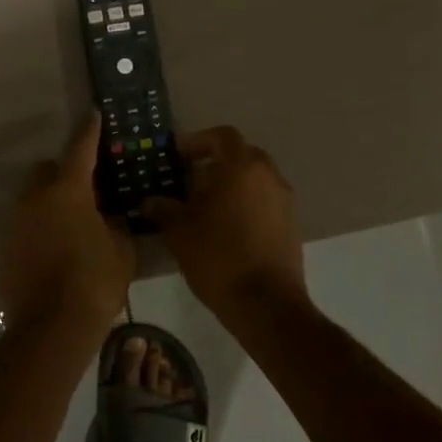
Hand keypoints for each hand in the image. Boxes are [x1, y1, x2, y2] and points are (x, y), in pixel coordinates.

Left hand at [0, 115, 134, 330]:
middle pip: (48, 171)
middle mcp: (36, 199)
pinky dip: (42, 225)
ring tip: (75, 221)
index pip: (80, 149)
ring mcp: (17, 223)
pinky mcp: (8, 247)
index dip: (89, 131)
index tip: (93, 114)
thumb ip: (116, 224)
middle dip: (66, 173)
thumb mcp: (121, 250)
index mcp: (68, 191)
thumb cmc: (93, 282)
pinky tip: (59, 245)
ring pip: (35, 198)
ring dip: (52, 201)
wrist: (50, 329)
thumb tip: (110, 216)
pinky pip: (28, 223)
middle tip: (90, 189)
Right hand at [144, 126, 309, 329]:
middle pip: (241, 156)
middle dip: (215, 163)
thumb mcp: (180, 232)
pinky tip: (225, 229)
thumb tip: (150, 201)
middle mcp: (269, 176)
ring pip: (255, 180)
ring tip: (204, 208)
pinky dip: (246, 204)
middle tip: (189, 181)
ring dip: (231, 185)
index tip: (178, 156)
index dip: (198, 141)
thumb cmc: (219, 258)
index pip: (222, 136)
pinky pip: (265, 202)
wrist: (267, 305)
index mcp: (243, 168)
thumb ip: (164, 209)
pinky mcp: (291, 225)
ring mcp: (285, 201)